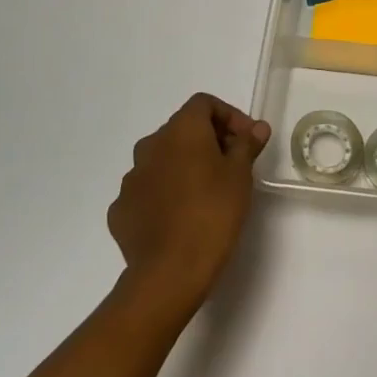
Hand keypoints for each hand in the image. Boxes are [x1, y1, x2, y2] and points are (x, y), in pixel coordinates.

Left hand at [109, 93, 270, 314]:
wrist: (169, 272)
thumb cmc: (213, 213)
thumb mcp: (240, 175)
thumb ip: (247, 144)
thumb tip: (256, 127)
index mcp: (180, 130)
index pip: (204, 104)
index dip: (229, 116)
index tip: (246, 140)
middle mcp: (150, 145)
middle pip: (182, 130)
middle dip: (208, 141)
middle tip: (231, 166)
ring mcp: (131, 178)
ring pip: (162, 160)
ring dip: (183, 167)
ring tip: (205, 194)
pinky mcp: (120, 209)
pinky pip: (147, 191)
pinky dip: (164, 195)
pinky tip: (179, 217)